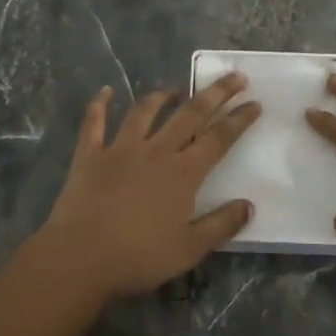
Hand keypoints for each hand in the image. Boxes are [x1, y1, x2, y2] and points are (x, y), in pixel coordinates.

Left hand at [38, 73, 260, 298]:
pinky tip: (106, 91)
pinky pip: (94, 123)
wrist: (80, 258)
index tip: (255, 103)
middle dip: (215, 93)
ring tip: (175, 89)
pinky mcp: (89, 156)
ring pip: (145, 112)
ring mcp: (120, 149)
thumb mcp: (189, 250)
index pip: (218, 139)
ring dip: (162, 97)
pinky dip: (99, 105)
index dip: (239, 119)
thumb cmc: (139, 257)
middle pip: (190, 114)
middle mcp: (155, 152)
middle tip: (234, 77)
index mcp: (183, 173)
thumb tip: (248, 205)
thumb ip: (221, 225)